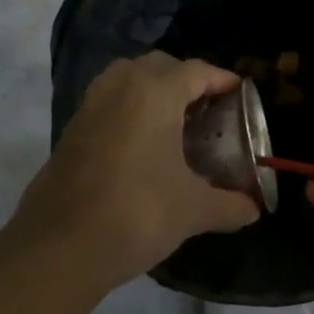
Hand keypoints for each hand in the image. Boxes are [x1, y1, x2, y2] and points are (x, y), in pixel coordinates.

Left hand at [7, 53, 259, 291]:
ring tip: (174, 123)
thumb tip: (253, 209)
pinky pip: (107, 104)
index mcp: (153, 94)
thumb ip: (228, 205)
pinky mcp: (71, 131)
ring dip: (152, 91)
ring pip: (126, 80)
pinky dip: (128, 111)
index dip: (221, 80)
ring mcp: (89, 107)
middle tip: (208, 109)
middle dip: (185, 80)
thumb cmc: (137, 214)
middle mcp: (119, 88)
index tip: (240, 94)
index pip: (196, 71)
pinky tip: (142, 146)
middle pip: (158, 67)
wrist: (60, 246)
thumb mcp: (192, 210)